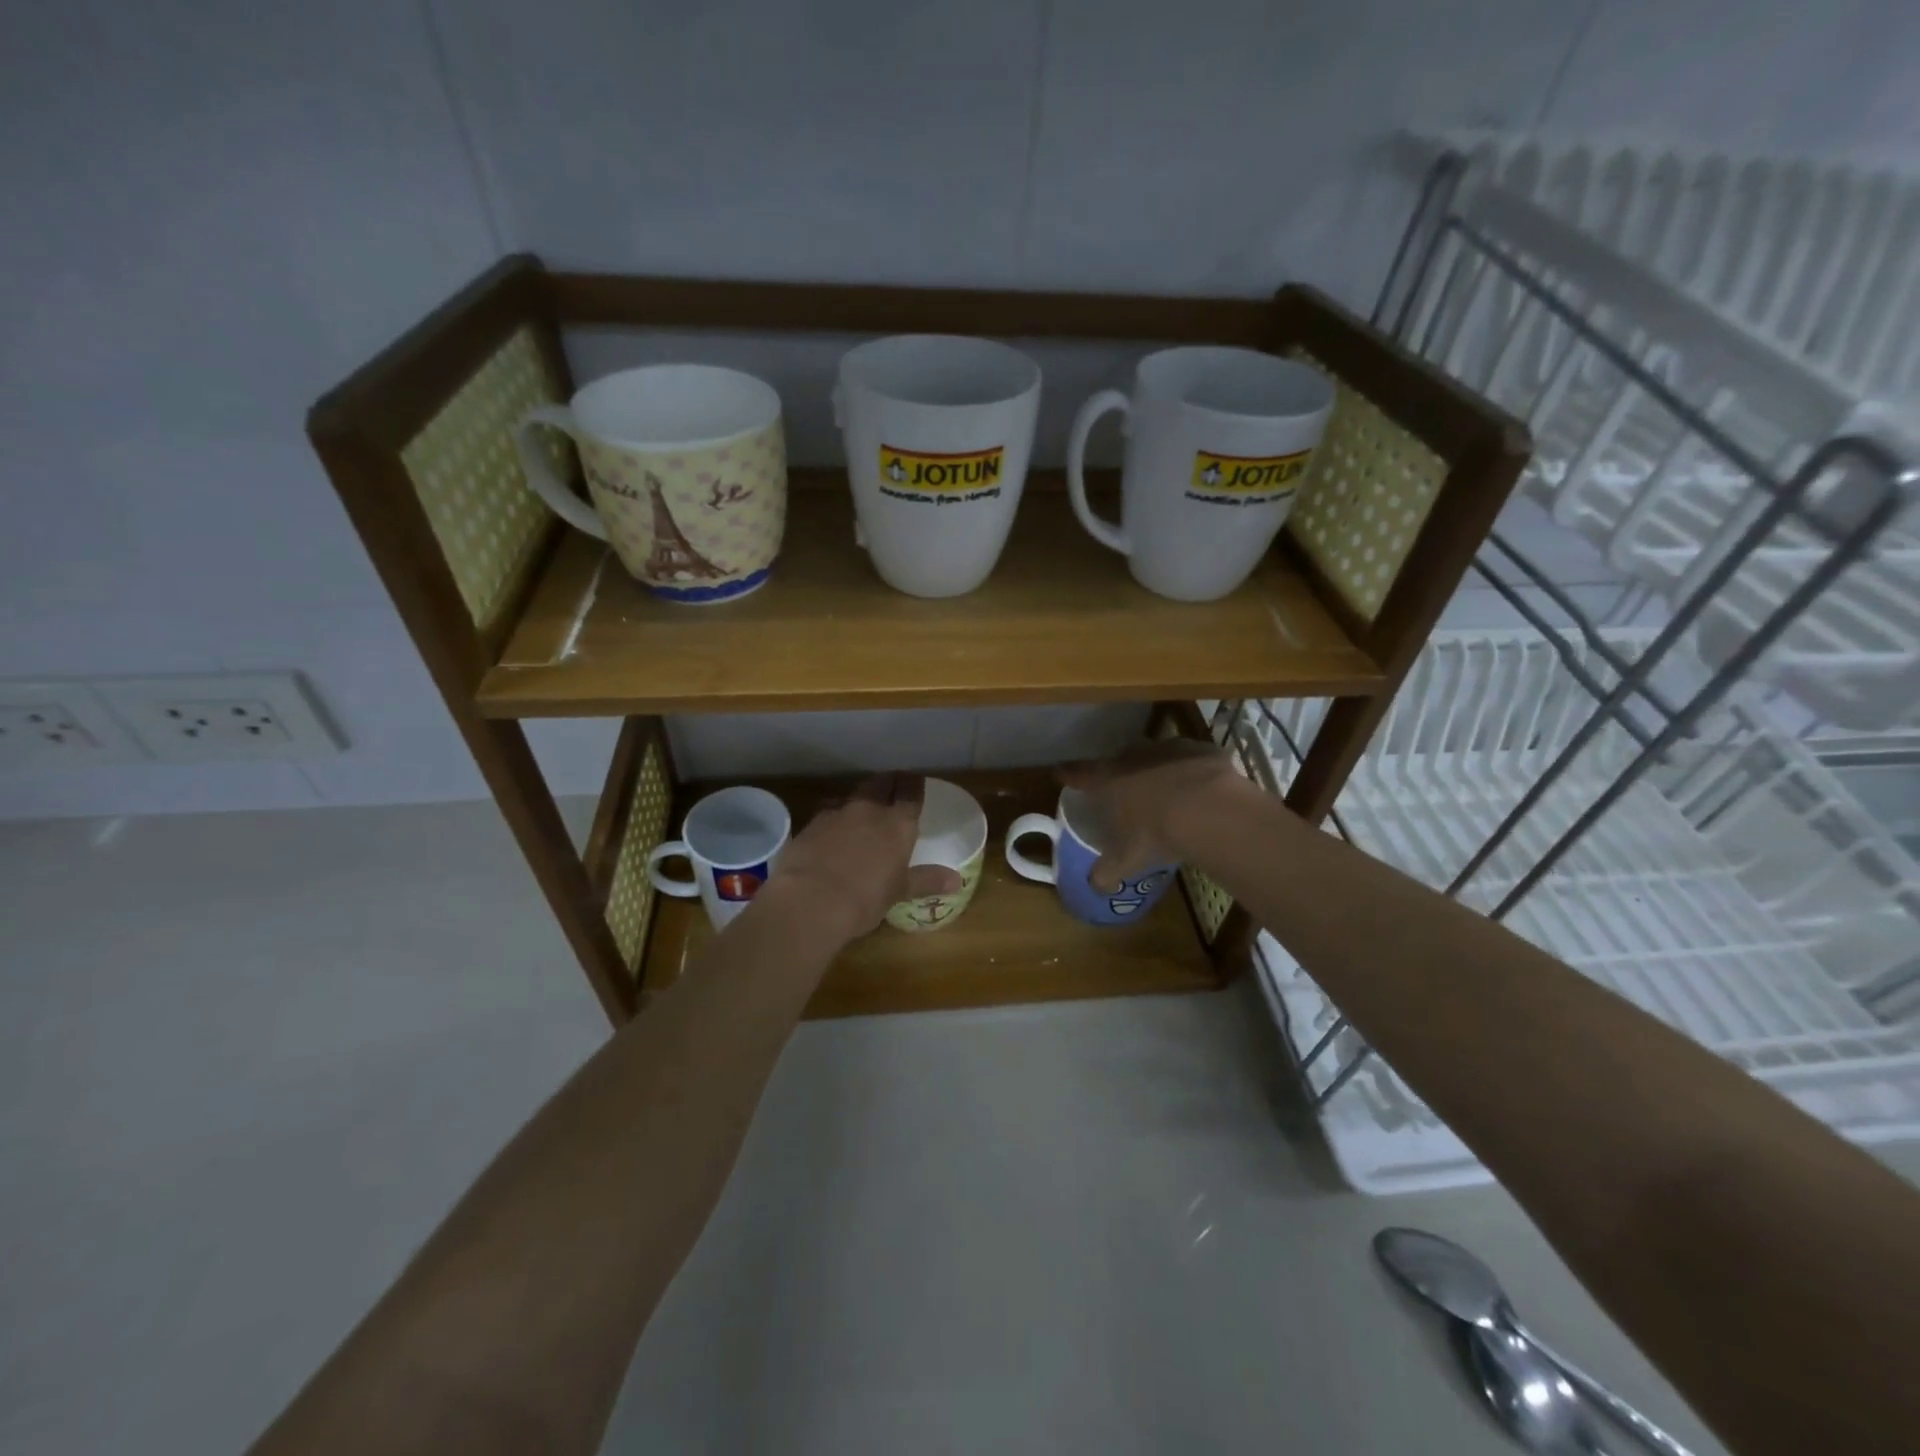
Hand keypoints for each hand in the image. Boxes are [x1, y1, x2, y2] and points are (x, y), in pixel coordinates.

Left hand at [766, 773, 963, 939]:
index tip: (916, 782)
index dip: (914, 785)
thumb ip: (926, 881)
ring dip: (860, 800)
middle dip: (888, 782)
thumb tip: (956, 881)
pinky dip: (835, 818)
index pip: (910, 792)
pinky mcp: (810, 824)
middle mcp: (869, 810)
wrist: (809, 901)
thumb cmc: (865, 899)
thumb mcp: (899, 892)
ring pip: (852, 795)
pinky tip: (832, 832)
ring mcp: (836, 813)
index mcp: (897, 824)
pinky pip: (828, 813)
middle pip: (881, 783)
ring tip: (862, 810)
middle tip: (892, 787)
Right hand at [1057, 740, 1242, 891]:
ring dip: (1157, 768)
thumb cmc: (1156, 833)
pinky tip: (1201, 787)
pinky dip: (1192, 770)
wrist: (1208, 810)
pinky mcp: (1201, 750)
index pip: (1080, 774)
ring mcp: (1169, 749)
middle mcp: (1134, 758)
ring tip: (1166, 788)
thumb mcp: (1127, 859)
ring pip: (1156, 755)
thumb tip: (1095, 886)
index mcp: (1110, 780)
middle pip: (1120, 759)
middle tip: (1124, 787)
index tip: (1059, 772)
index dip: (1068, 774)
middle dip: (1120, 771)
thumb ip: (1108, 872)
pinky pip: (1192, 758)